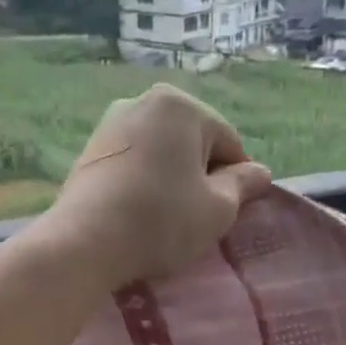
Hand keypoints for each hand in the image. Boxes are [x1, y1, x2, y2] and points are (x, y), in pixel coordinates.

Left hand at [42, 84, 272, 286]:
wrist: (85, 242)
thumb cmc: (161, 221)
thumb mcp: (217, 209)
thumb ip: (243, 185)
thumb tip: (260, 172)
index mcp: (181, 105)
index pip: (228, 142)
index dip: (235, 181)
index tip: (226, 214)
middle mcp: (143, 102)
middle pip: (192, 143)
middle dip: (200, 176)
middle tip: (194, 218)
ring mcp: (110, 124)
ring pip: (160, 153)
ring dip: (170, 180)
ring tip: (164, 219)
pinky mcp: (89, 151)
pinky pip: (132, 164)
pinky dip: (142, 184)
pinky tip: (138, 213)